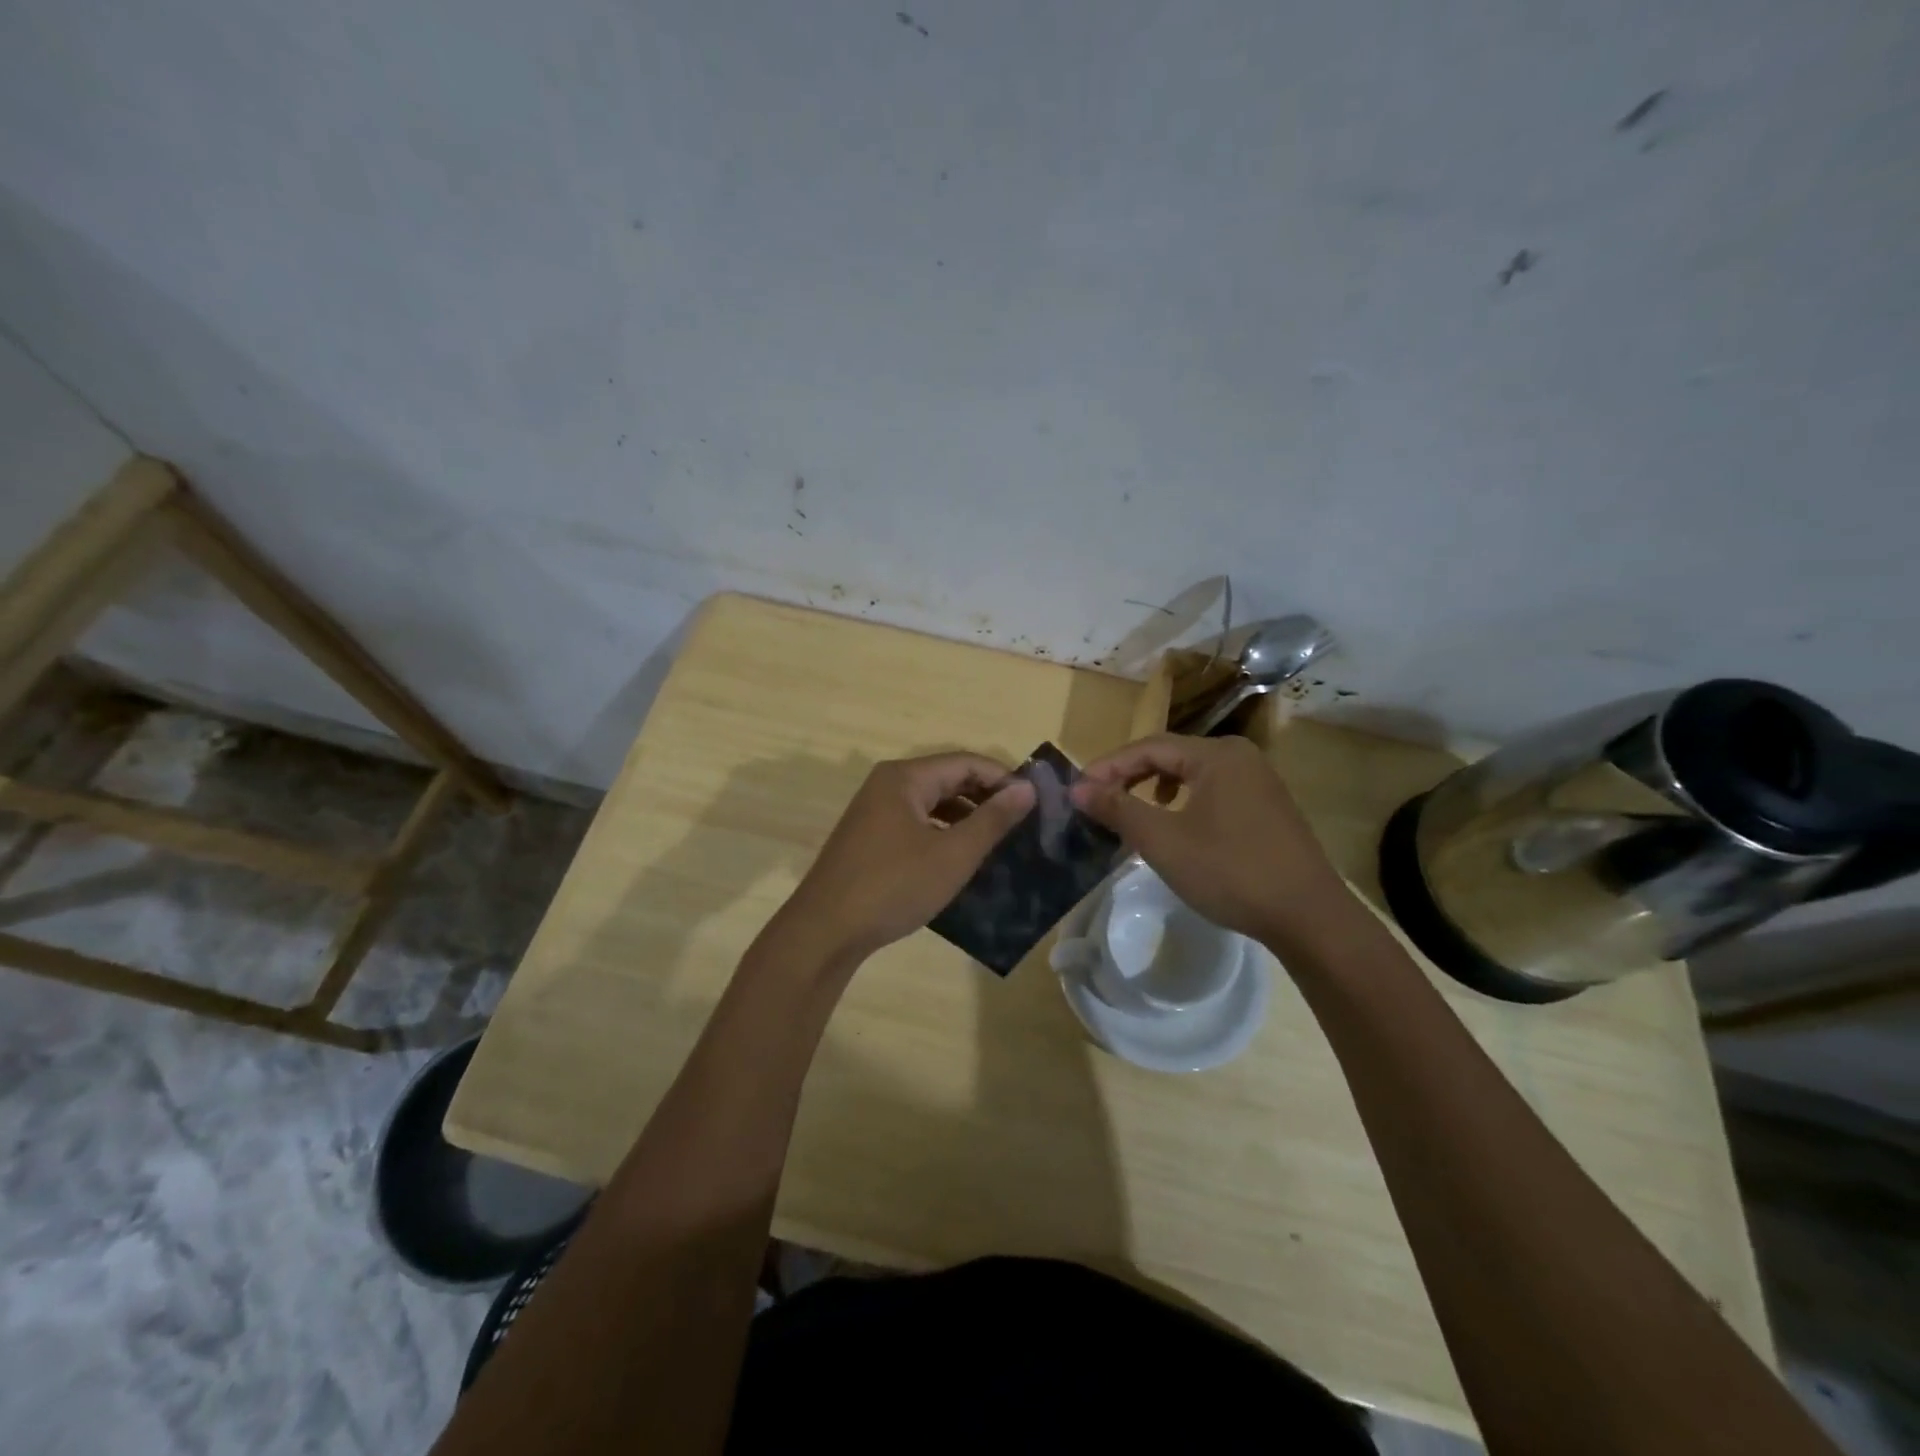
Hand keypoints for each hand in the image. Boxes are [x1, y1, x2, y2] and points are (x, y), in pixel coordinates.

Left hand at [779, 752, 1035, 964]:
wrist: (825, 931)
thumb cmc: (893, 886)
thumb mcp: (953, 854)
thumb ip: (993, 819)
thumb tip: (1027, 788)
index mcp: (905, 777)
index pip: (966, 762)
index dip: (1004, 778)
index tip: (1036, 802)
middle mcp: (888, 784)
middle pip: (948, 778)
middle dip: (987, 797)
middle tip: (1023, 823)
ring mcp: (875, 811)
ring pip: (932, 802)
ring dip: (967, 816)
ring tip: (1000, 841)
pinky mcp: (870, 837)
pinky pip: (916, 822)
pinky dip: (943, 832)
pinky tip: (961, 856)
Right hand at [1071, 733, 1352, 947]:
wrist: (1309, 917)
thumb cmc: (1231, 872)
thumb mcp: (1164, 841)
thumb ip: (1118, 809)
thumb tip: (1077, 789)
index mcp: (1216, 755)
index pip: (1148, 746)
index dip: (1108, 766)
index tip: (1078, 790)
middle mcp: (1240, 757)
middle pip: (1170, 755)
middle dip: (1130, 776)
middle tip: (1099, 801)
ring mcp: (1259, 781)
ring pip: (1192, 774)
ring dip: (1155, 788)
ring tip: (1132, 811)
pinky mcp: (1268, 807)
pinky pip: (1213, 791)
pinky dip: (1184, 802)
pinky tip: (1177, 826)